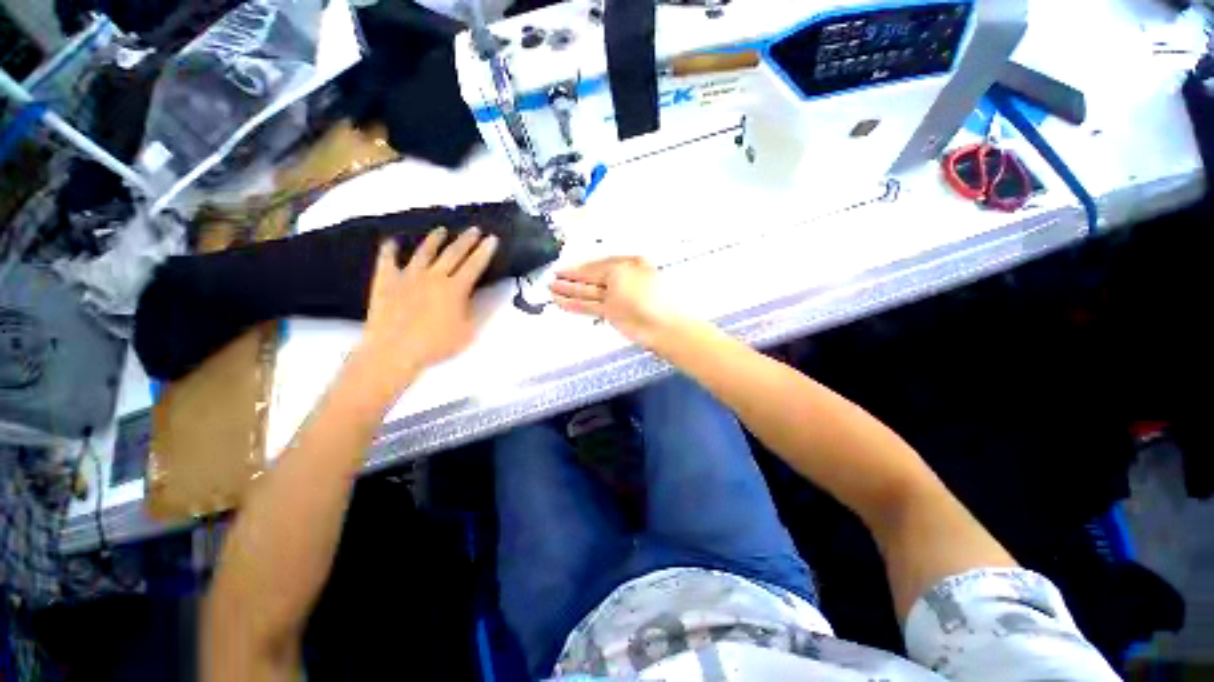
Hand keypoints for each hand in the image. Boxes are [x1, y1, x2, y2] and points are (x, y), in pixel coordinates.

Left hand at [356, 227, 497, 390]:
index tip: (493, 238)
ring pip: (424, 252)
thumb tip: (495, 291)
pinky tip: (391, 241)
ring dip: (434, 240)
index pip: (474, 265)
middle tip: (474, 229)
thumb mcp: (468, 331)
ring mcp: (407, 276)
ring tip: (441, 230)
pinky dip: (389, 250)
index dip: (485, 251)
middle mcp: (433, 276)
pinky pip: (387, 261)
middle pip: (452, 253)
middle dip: (466, 240)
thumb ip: (482, 309)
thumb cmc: (436, 345)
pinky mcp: (386, 282)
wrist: (393, 351)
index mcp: (455, 288)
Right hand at [549, 256, 680, 346]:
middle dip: (570, 279)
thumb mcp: (621, 272)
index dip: (577, 267)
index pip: (596, 264)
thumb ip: (600, 269)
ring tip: (550, 290)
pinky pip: (590, 307)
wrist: (662, 325)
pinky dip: (575, 305)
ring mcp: (616, 299)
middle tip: (551, 279)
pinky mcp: (612, 315)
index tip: (560, 269)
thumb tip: (586, 271)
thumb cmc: (645, 292)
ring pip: (588, 294)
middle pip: (590, 278)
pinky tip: (562, 303)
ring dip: (569, 292)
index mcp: (626, 264)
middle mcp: (620, 280)